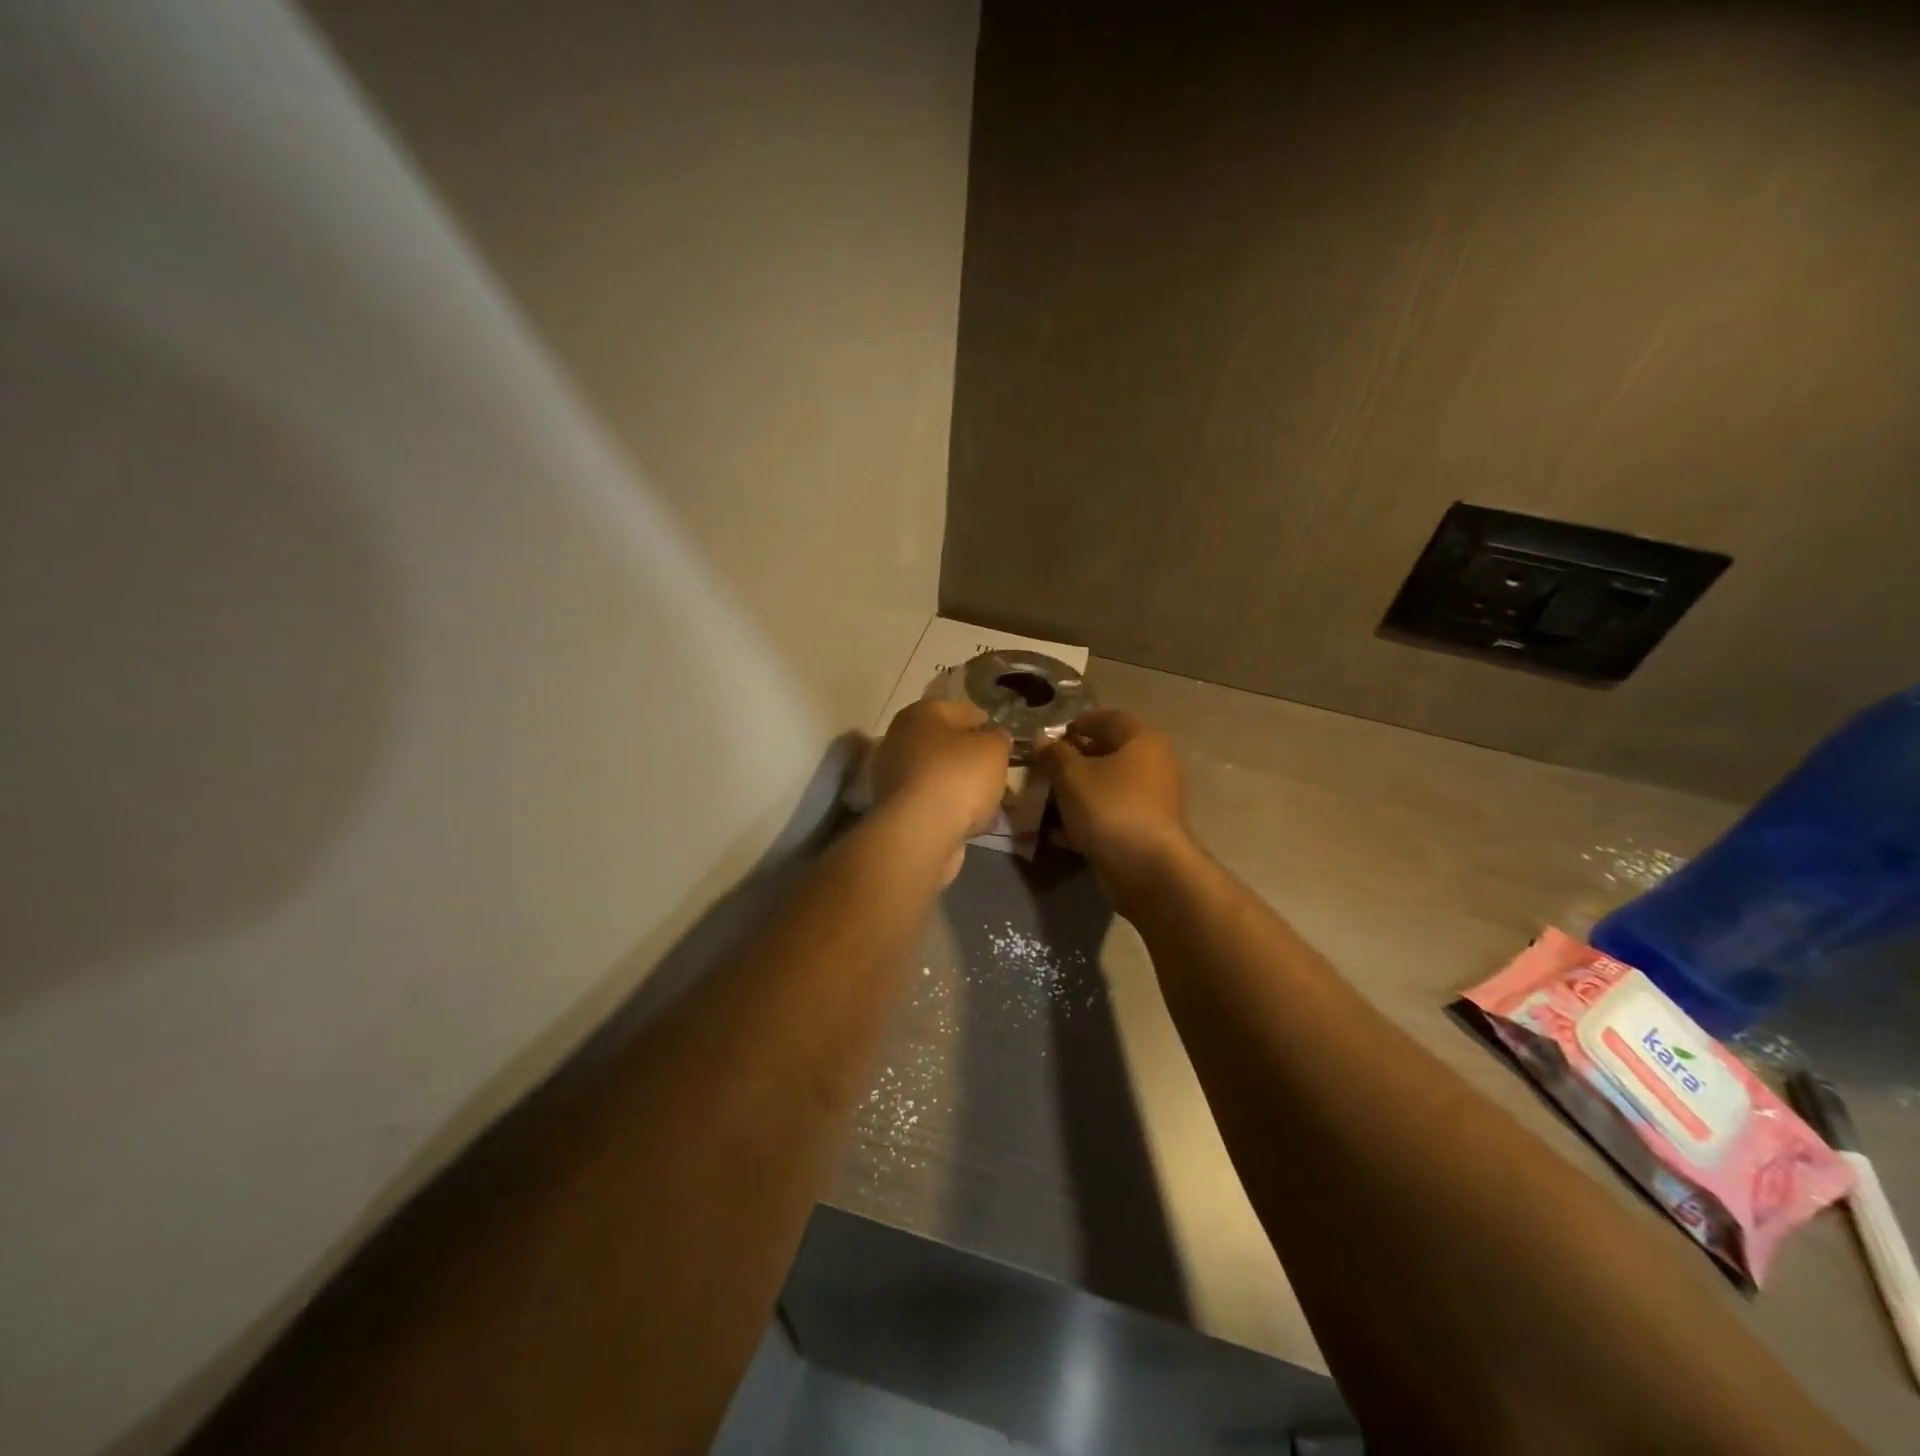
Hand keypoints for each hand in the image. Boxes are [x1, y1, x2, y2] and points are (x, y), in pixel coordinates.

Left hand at [870, 699, 1011, 877]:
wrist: (921, 833)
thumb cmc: (959, 776)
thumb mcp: (994, 748)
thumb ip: (999, 738)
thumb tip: (995, 737)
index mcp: (920, 714)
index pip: (962, 710)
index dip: (988, 724)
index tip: (1006, 742)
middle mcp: (900, 739)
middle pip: (948, 744)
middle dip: (974, 758)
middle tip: (1000, 772)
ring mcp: (895, 776)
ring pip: (941, 775)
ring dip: (964, 786)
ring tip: (993, 801)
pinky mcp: (897, 809)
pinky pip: (934, 802)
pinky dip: (953, 809)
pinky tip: (975, 821)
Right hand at [1037, 710, 1191, 910]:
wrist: (1147, 869)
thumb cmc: (1109, 808)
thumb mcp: (1071, 776)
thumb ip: (1054, 754)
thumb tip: (1043, 739)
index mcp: (1141, 740)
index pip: (1108, 718)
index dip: (1078, 724)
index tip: (1051, 739)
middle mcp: (1154, 764)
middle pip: (1108, 754)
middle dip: (1073, 762)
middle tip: (1044, 771)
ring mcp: (1153, 799)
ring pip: (1108, 787)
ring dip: (1077, 793)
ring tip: (1046, 802)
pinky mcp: (1147, 829)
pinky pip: (1112, 814)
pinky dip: (1088, 819)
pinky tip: (1059, 832)